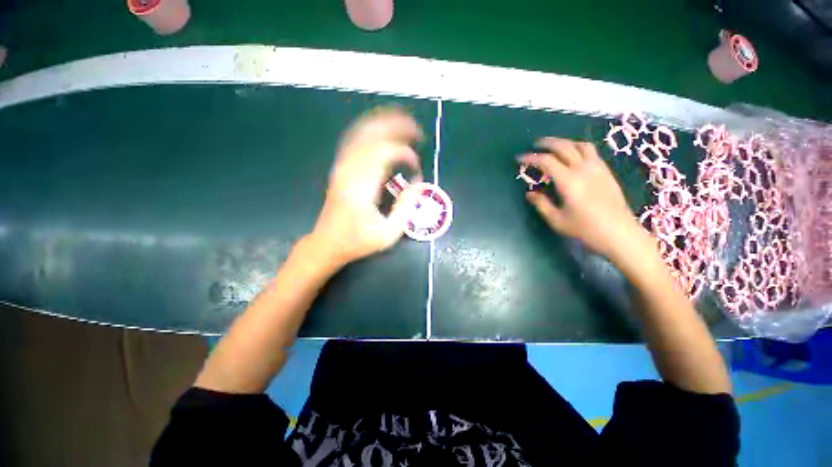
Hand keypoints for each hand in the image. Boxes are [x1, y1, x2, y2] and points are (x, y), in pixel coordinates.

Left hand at [308, 107, 423, 268]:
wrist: (327, 243)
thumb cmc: (358, 241)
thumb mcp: (388, 233)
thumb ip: (406, 207)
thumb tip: (418, 182)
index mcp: (361, 187)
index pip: (384, 153)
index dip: (404, 153)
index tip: (416, 165)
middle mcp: (349, 171)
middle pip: (371, 135)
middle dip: (396, 127)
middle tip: (416, 129)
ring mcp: (341, 167)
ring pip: (361, 133)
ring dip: (383, 123)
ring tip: (403, 122)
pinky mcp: (339, 169)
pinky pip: (354, 140)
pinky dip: (369, 130)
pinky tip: (381, 130)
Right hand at [522, 138, 647, 259]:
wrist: (619, 233)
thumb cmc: (585, 229)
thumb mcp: (556, 220)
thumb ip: (541, 204)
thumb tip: (530, 193)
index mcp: (569, 181)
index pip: (546, 161)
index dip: (531, 158)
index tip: (520, 158)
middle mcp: (583, 169)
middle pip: (564, 146)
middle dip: (547, 143)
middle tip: (535, 145)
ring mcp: (598, 168)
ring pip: (581, 145)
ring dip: (565, 142)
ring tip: (555, 147)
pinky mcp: (606, 172)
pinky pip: (592, 152)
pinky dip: (578, 148)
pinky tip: (574, 156)